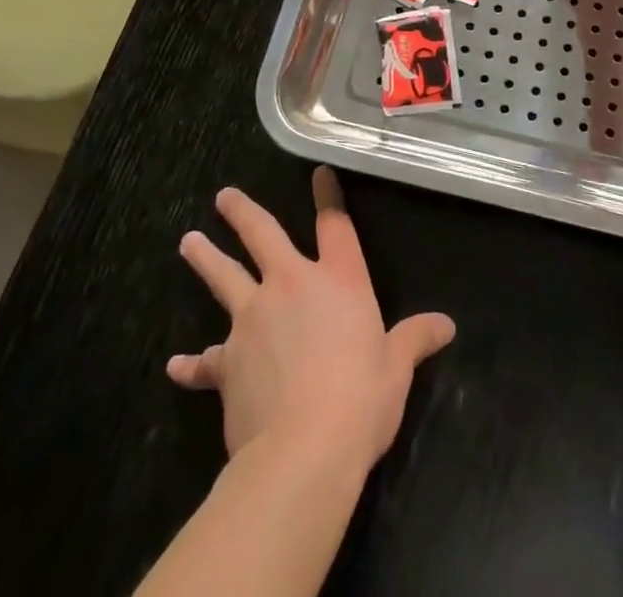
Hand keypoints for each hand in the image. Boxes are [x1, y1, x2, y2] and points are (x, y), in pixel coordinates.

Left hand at [170, 168, 455, 470]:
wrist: (304, 450)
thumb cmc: (361, 399)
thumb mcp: (397, 368)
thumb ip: (415, 340)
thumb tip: (446, 325)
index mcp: (338, 280)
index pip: (334, 225)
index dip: (327, 195)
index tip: (318, 172)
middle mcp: (291, 285)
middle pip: (262, 235)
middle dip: (243, 213)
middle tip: (223, 196)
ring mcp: (253, 319)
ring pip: (225, 278)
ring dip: (206, 259)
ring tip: (188, 242)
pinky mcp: (228, 361)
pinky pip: (206, 360)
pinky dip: (192, 364)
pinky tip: (175, 365)